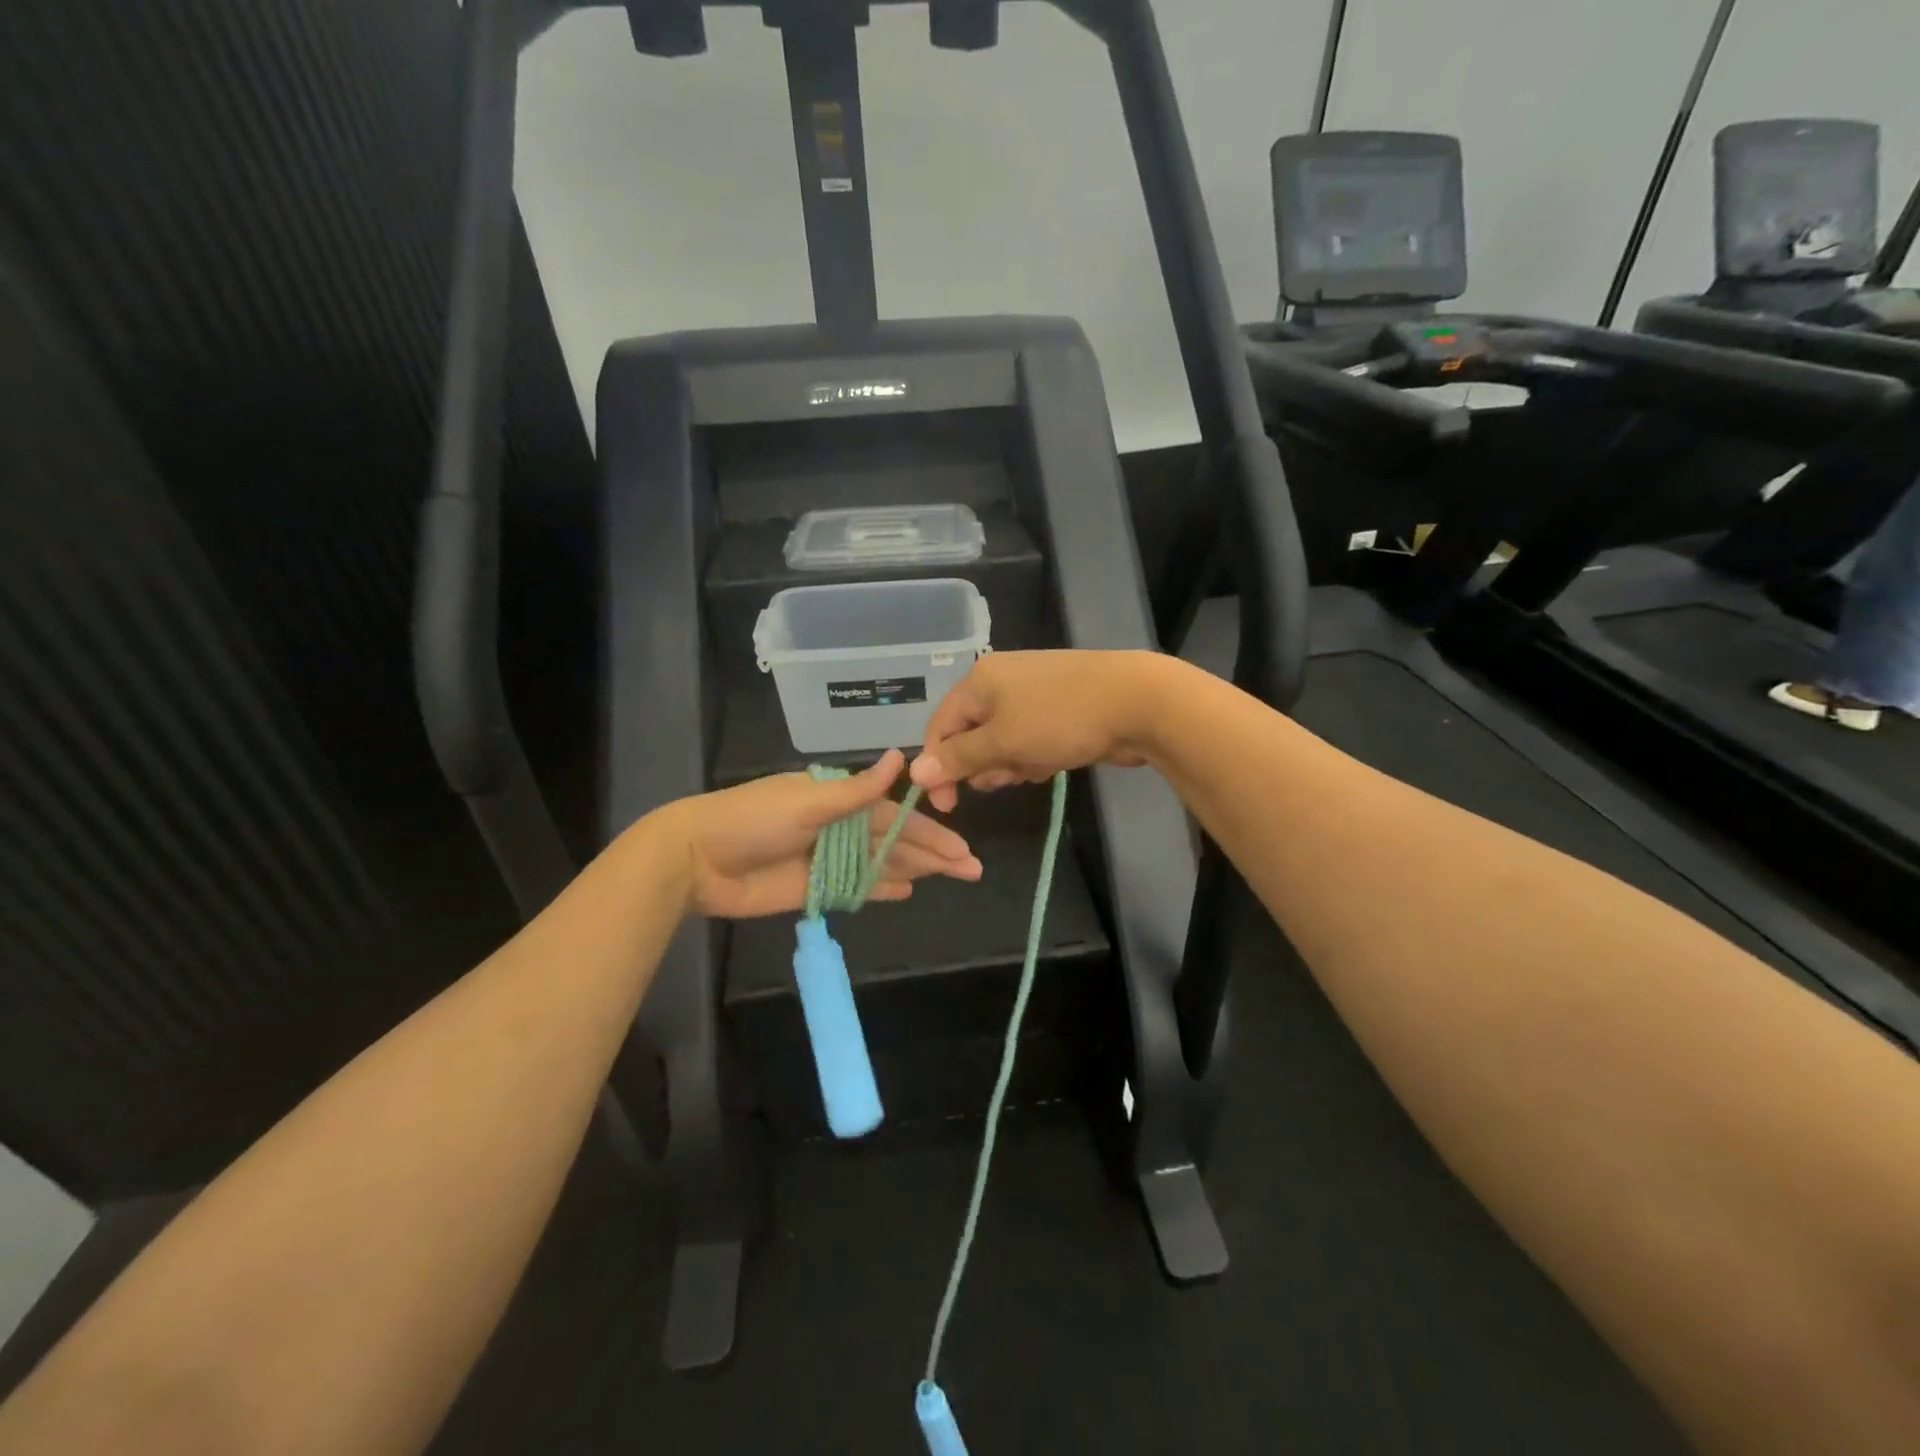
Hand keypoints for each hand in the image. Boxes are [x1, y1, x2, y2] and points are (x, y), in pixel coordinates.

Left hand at [660, 750, 981, 918]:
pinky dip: (881, 888)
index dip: (930, 832)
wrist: (697, 860)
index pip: (895, 816)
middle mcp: (838, 827)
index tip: (961, 848)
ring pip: (881, 864)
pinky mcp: (813, 889)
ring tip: (952, 877)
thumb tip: (900, 757)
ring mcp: (827, 859)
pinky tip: (907, 891)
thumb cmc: (752, 820)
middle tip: (971, 869)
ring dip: (915, 870)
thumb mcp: (807, 801)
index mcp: (838, 799)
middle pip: (894, 842)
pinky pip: (856, 888)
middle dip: (933, 854)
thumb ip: (857, 791)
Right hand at [909, 650, 1172, 812]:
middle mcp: (1001, 682)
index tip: (947, 804)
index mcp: (980, 680)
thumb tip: (915, 771)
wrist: (1138, 703)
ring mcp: (1033, 694)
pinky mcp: (1058, 709)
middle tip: (1002, 779)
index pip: (941, 725)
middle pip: (971, 734)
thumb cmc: (1060, 719)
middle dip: (983, 764)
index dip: (939, 765)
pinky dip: (1035, 756)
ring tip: (1034, 768)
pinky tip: (1053, 763)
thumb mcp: (1003, 742)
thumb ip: (958, 758)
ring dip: (1011, 763)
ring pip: (1002, 742)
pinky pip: (1030, 740)